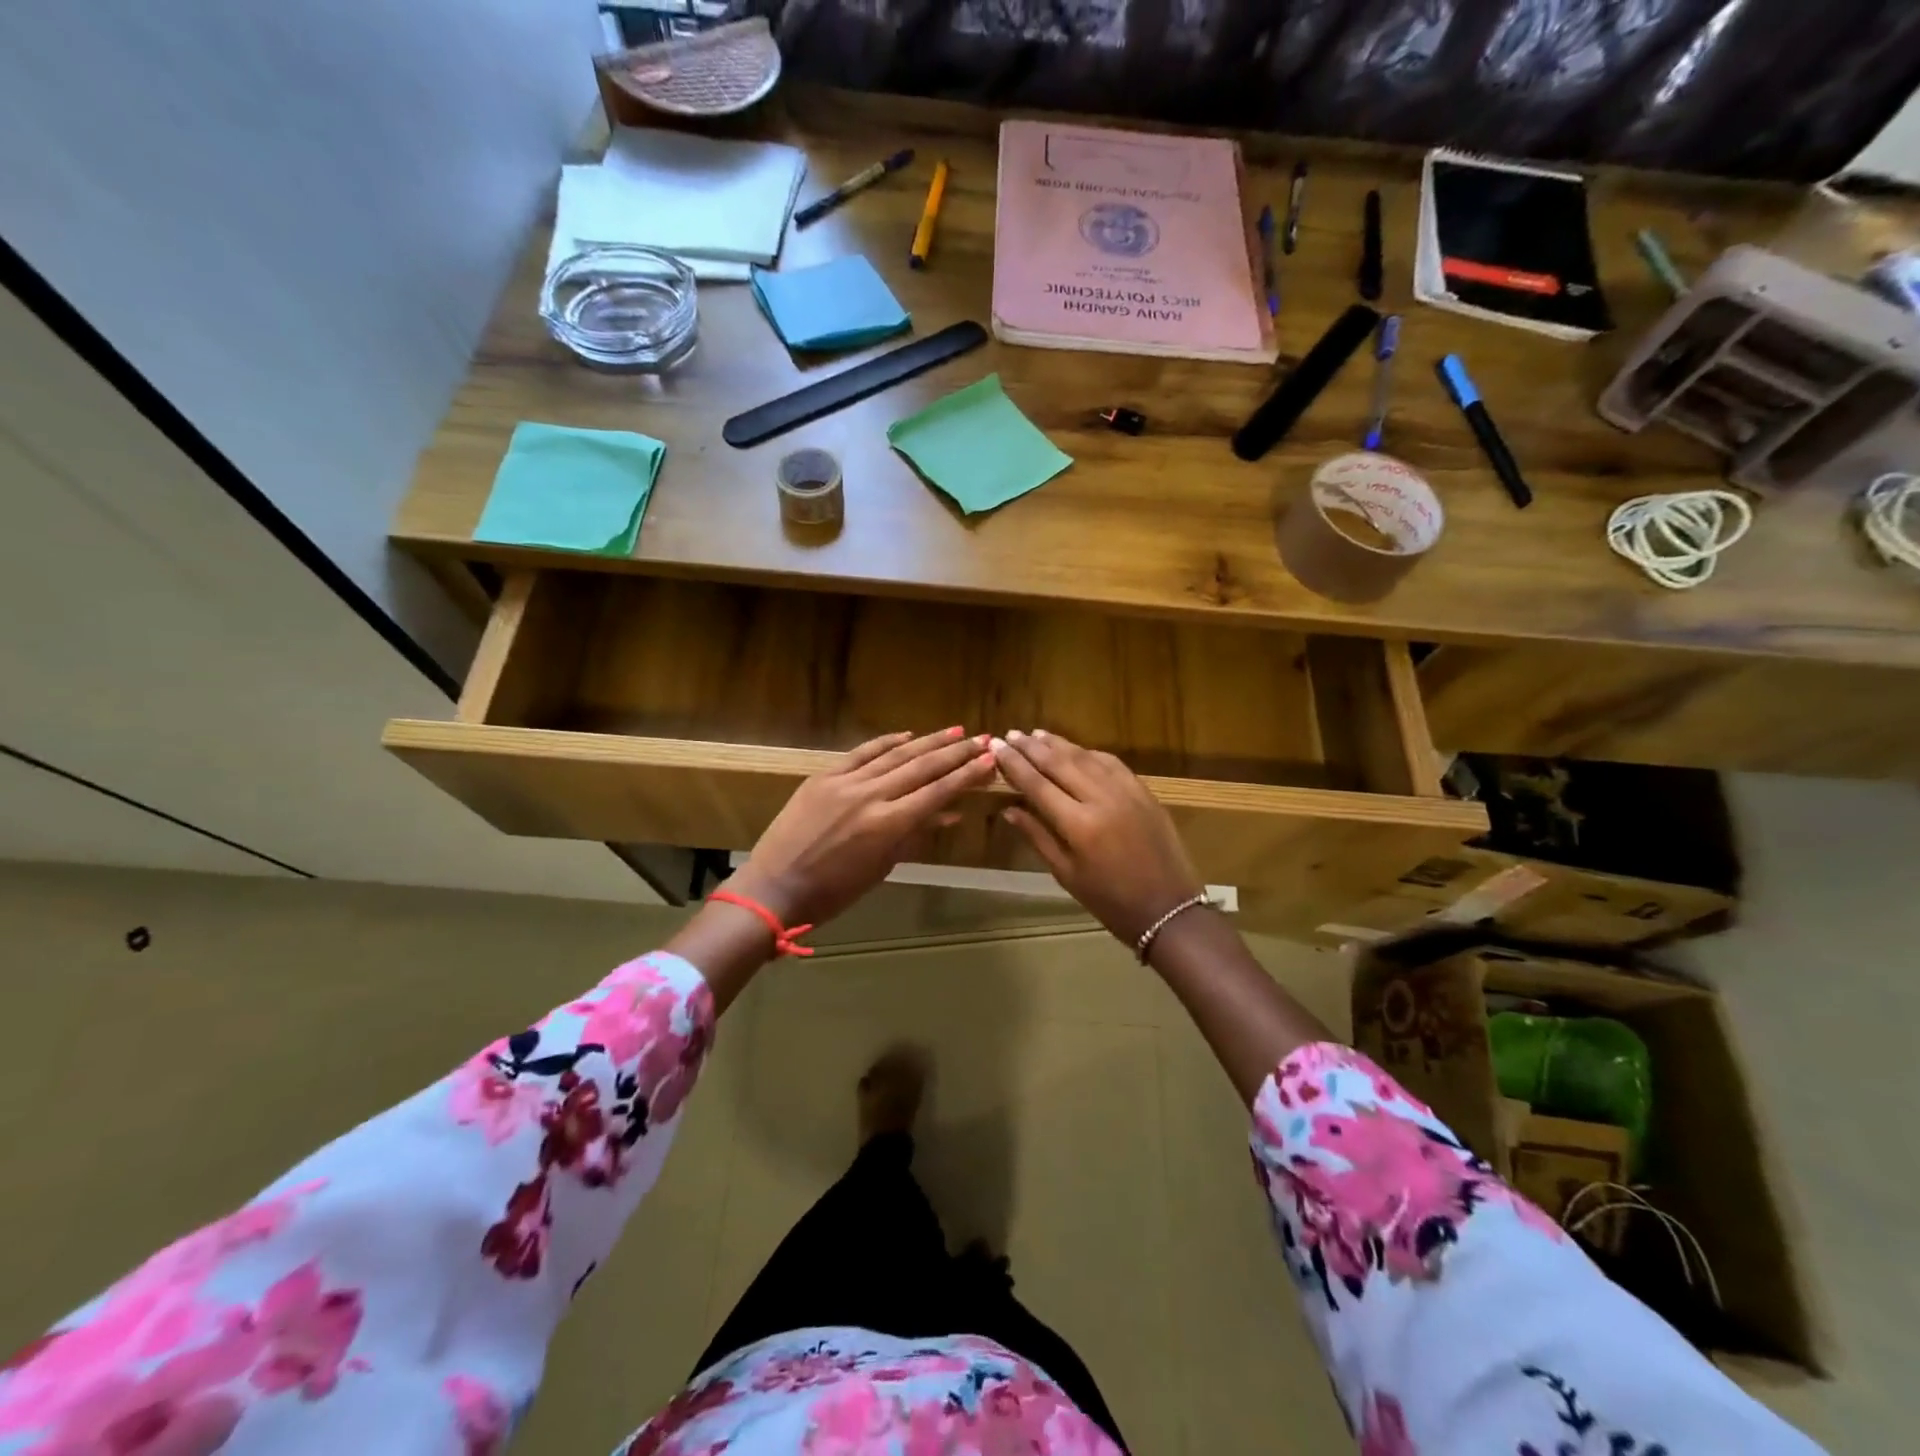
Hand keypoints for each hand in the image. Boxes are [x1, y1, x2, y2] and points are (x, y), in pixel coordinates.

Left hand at [729, 728, 995, 928]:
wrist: (774, 887)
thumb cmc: (833, 891)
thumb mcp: (881, 867)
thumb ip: (915, 836)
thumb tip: (949, 814)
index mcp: (888, 824)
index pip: (937, 792)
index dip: (967, 775)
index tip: (990, 760)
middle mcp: (871, 795)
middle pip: (922, 767)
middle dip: (955, 753)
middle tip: (982, 739)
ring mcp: (845, 782)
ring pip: (895, 755)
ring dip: (927, 742)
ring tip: (954, 732)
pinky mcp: (823, 776)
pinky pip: (861, 753)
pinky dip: (885, 743)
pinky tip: (907, 735)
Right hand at [991, 729, 1203, 946]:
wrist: (1168, 909)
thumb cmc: (1110, 901)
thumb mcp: (1066, 874)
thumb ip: (1037, 837)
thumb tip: (1009, 809)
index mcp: (1078, 825)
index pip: (1037, 784)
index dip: (1014, 764)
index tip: (996, 747)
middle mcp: (1101, 799)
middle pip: (1060, 763)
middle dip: (1032, 747)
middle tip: (1010, 734)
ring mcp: (1126, 792)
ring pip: (1086, 757)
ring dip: (1059, 744)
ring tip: (1036, 734)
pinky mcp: (1144, 792)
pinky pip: (1112, 763)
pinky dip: (1090, 753)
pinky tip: (1076, 749)